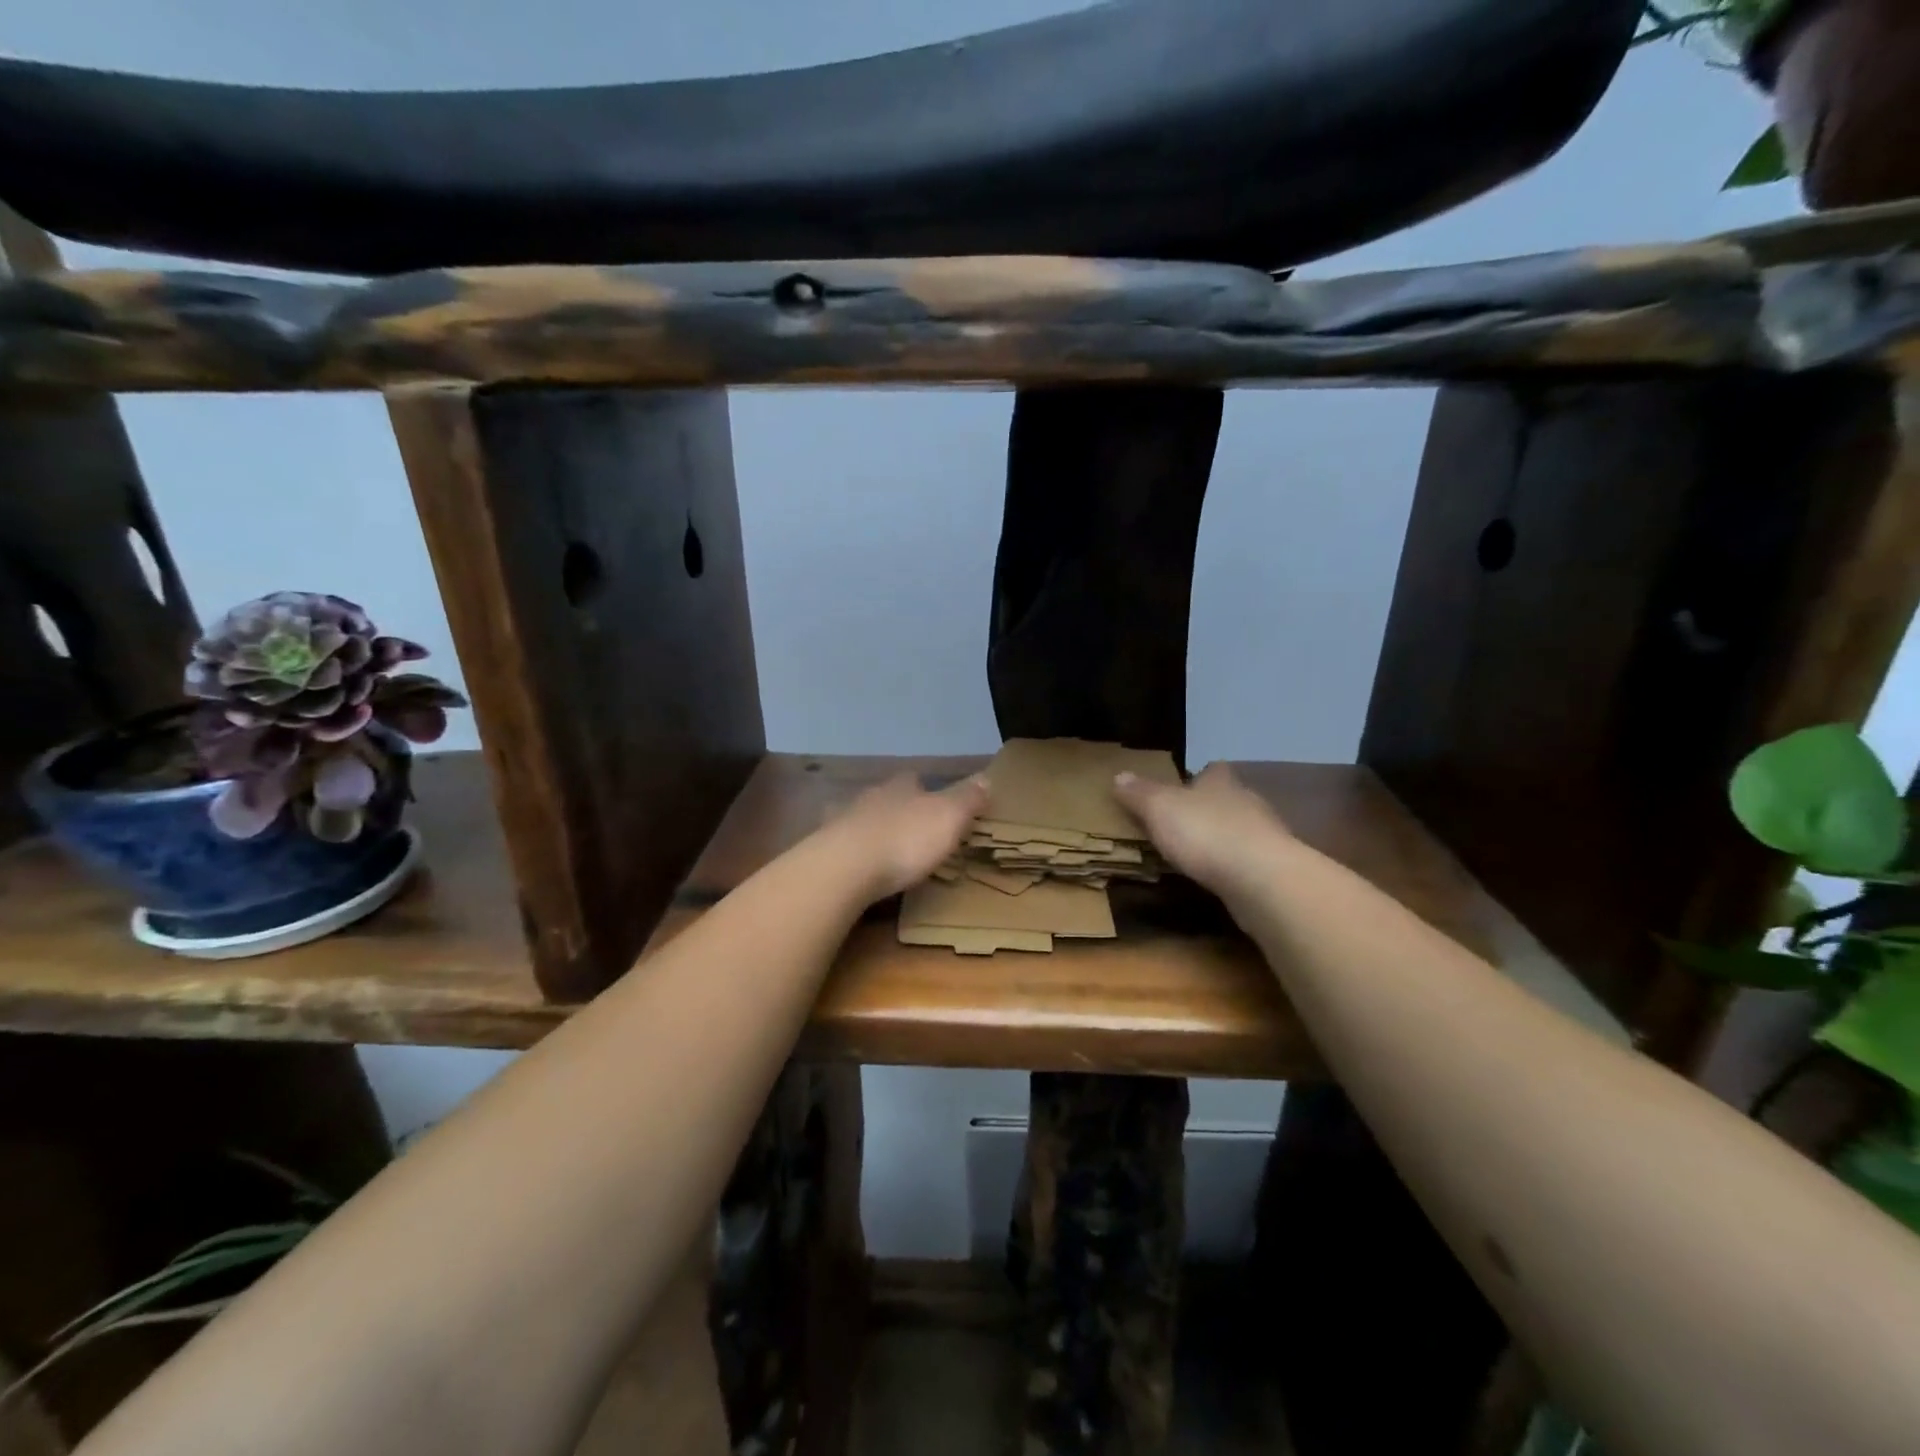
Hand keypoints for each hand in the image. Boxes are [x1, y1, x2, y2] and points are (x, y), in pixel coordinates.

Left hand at [824, 772, 988, 901]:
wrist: (845, 867)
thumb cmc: (905, 839)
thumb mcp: (949, 817)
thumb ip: (967, 798)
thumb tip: (986, 777)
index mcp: (901, 787)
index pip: (915, 779)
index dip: (927, 789)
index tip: (937, 802)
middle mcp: (870, 796)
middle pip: (887, 796)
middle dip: (898, 808)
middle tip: (914, 828)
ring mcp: (842, 821)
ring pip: (861, 817)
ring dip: (873, 828)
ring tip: (886, 849)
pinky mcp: (825, 848)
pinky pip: (841, 844)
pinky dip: (851, 851)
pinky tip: (856, 864)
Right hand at [1112, 762, 1292, 900]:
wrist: (1262, 878)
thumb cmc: (1206, 832)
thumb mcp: (1159, 808)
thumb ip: (1139, 793)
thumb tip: (1119, 775)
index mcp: (1220, 782)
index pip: (1212, 770)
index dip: (1198, 776)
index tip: (1183, 786)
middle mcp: (1247, 801)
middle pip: (1227, 798)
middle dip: (1208, 808)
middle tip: (1182, 824)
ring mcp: (1266, 835)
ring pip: (1241, 829)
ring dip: (1223, 839)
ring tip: (1197, 854)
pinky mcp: (1274, 868)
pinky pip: (1249, 860)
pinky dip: (1234, 866)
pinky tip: (1220, 878)